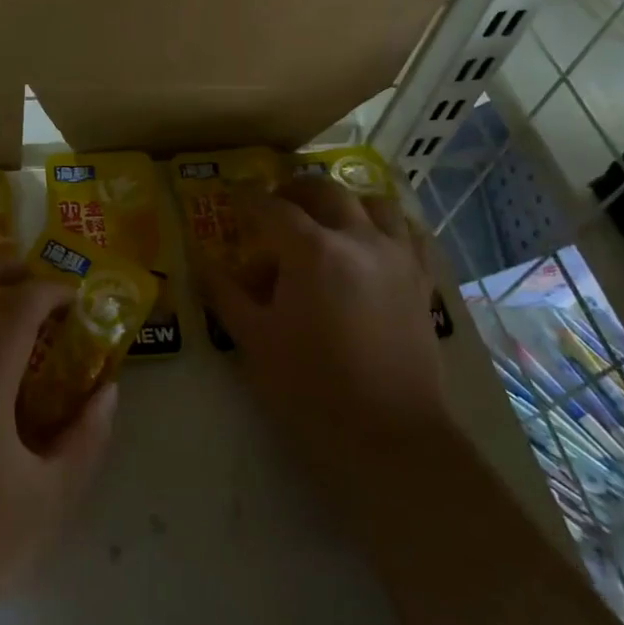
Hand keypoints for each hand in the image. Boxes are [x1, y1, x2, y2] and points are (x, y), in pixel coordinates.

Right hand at [195, 176, 447, 470]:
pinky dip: (386, 226)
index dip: (247, 200)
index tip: (232, 198)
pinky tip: (372, 243)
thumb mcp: (253, 339)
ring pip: (375, 203)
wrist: (387, 434)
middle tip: (275, 204)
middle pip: (326, 191)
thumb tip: (201, 263)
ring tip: (327, 220)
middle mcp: (358, 239)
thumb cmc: (309, 387)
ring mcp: (397, 257)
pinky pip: (408, 234)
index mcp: (312, 250)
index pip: (271, 208)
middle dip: (295, 190)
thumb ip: (225, 293)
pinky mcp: (421, 281)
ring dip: (345, 202)